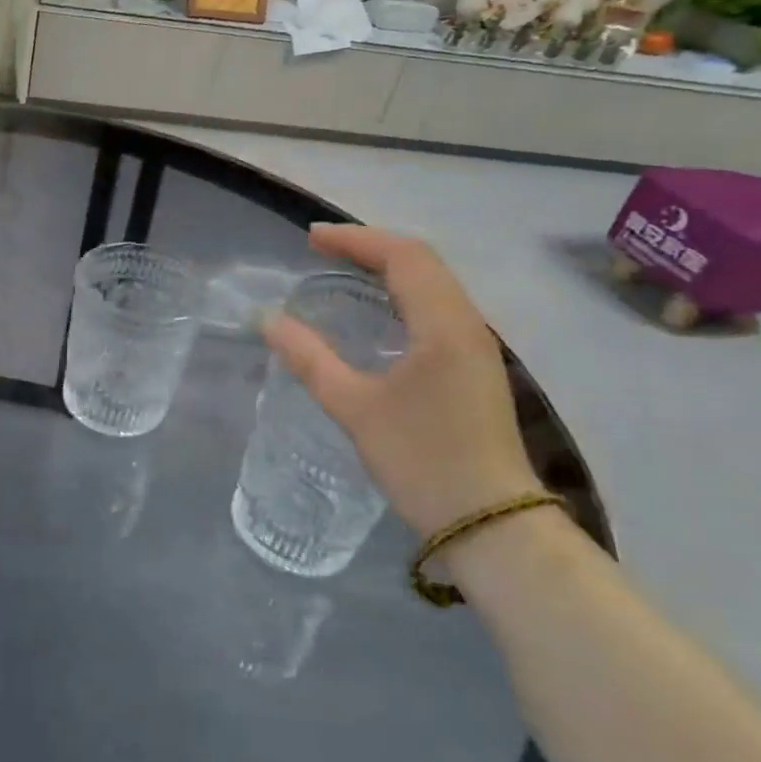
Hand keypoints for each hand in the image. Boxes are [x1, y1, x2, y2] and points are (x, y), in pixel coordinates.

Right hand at [263, 224, 541, 537]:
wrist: (492, 524)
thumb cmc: (422, 460)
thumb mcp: (356, 408)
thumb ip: (310, 359)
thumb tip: (268, 320)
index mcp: (444, 326)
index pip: (403, 257)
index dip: (356, 239)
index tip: (310, 238)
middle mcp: (468, 325)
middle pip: (423, 262)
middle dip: (370, 246)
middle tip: (321, 248)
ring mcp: (477, 347)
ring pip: (434, 284)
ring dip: (389, 268)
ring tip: (344, 269)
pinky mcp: (474, 368)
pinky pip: (437, 308)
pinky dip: (402, 294)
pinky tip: (378, 312)